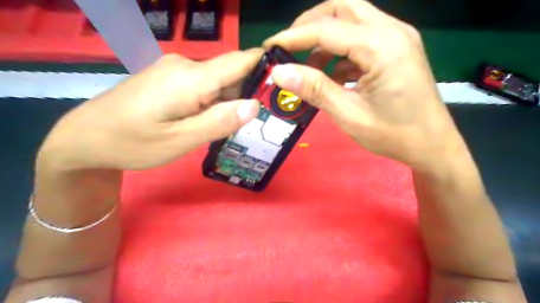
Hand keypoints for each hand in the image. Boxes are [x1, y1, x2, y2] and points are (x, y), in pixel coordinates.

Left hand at [39, 51, 262, 171]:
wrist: (86, 137)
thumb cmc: (132, 143)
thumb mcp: (180, 140)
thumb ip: (218, 122)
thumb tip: (255, 105)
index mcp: (191, 78)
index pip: (240, 61)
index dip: (266, 67)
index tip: (286, 83)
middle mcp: (186, 65)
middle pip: (231, 74)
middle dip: (249, 94)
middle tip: (260, 122)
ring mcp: (176, 69)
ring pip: (219, 82)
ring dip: (230, 101)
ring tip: (233, 127)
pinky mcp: (171, 77)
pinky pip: (204, 85)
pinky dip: (215, 101)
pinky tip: (210, 121)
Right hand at [266, 0, 468, 170]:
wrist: (432, 146)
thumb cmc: (393, 135)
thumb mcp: (349, 115)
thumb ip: (315, 89)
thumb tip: (279, 72)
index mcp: (382, 47)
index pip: (327, 29)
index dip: (293, 36)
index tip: (269, 46)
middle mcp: (392, 31)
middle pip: (342, 8)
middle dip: (310, 25)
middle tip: (289, 48)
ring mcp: (397, 38)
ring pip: (352, 19)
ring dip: (325, 39)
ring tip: (309, 69)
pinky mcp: (396, 49)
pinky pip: (361, 38)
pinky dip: (340, 51)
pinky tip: (332, 76)